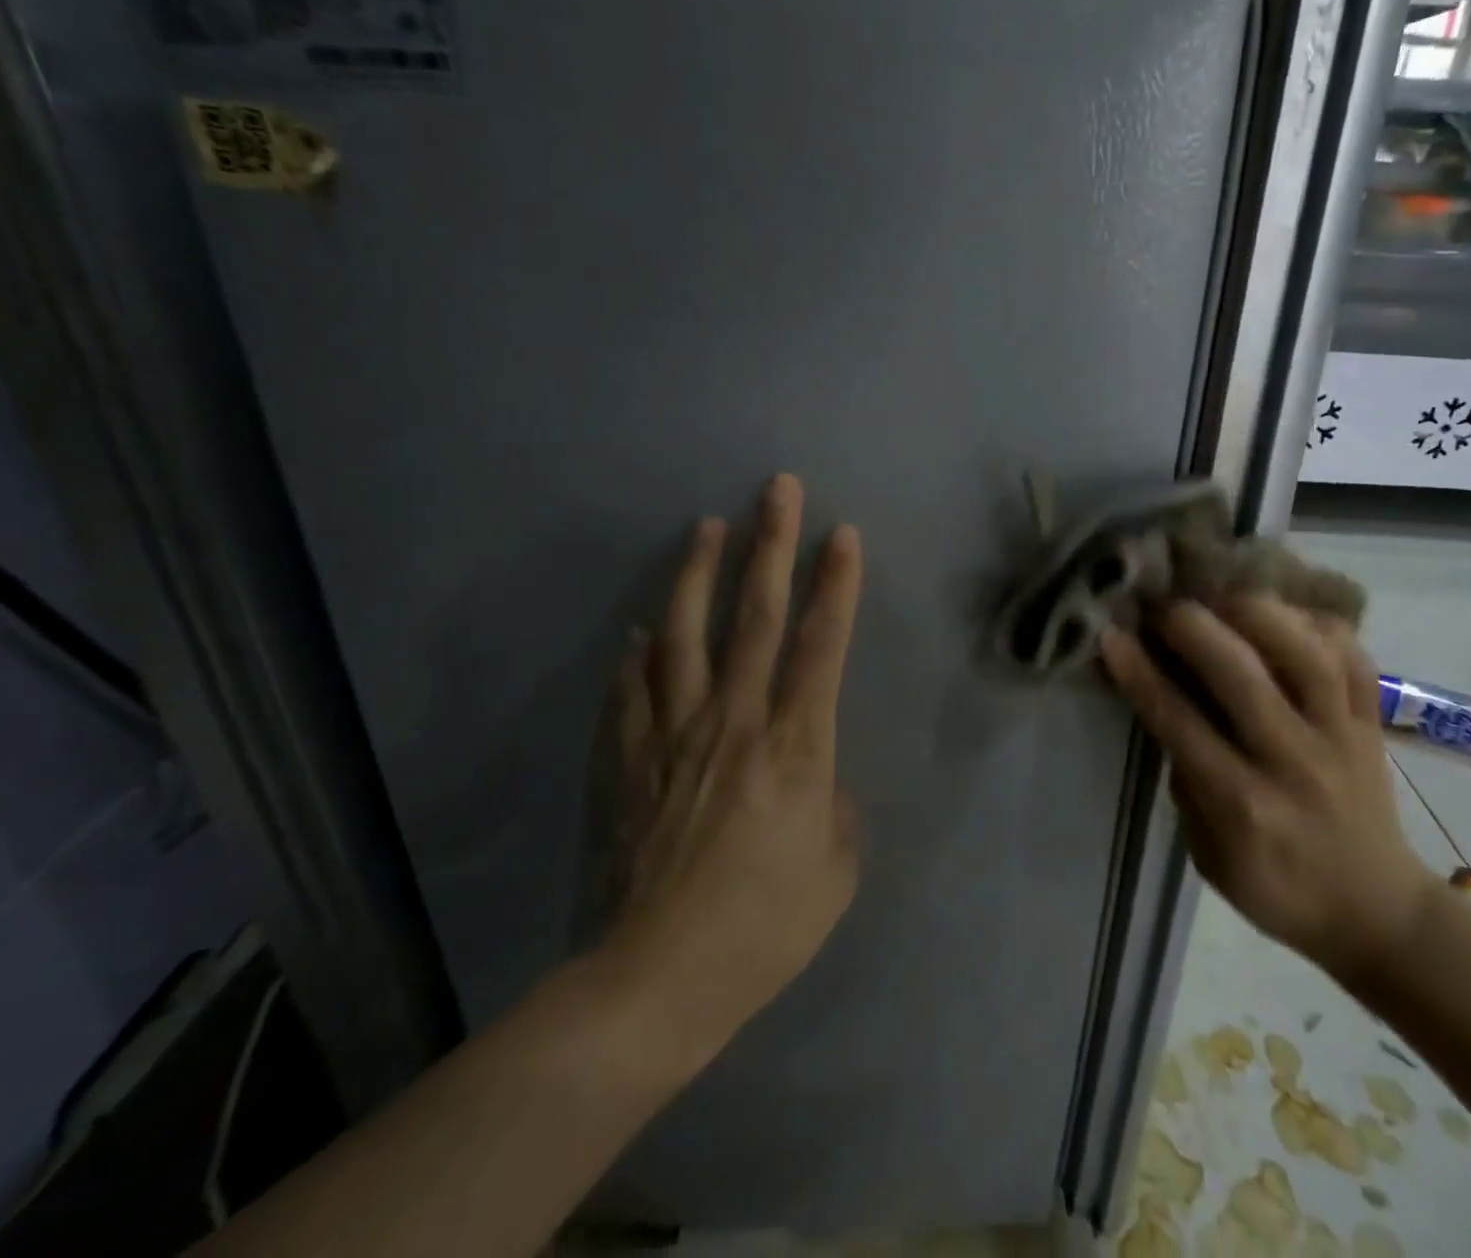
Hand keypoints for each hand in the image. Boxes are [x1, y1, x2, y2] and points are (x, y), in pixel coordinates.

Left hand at [588, 474, 863, 1057]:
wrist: (657, 981)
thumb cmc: (764, 929)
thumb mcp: (837, 870)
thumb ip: (835, 804)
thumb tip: (816, 771)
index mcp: (795, 746)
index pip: (823, 644)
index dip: (837, 584)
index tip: (843, 534)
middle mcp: (735, 720)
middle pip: (756, 616)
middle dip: (772, 545)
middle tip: (777, 489)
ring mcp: (673, 734)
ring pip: (684, 634)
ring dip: (696, 574)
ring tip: (704, 527)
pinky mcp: (628, 759)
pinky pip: (631, 690)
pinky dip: (638, 654)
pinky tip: (639, 630)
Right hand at [1100, 597, 1436, 985]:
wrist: (1378, 910)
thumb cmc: (1278, 889)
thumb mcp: (1208, 854)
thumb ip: (1188, 781)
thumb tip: (1169, 707)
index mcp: (1245, 805)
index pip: (1182, 723)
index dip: (1141, 673)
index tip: (1112, 635)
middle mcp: (1295, 761)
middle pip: (1243, 675)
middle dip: (1191, 626)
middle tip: (1160, 607)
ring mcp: (1342, 735)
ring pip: (1305, 654)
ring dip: (1254, 612)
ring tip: (1218, 595)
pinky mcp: (1373, 720)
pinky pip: (1351, 655)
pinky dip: (1314, 622)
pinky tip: (1280, 612)